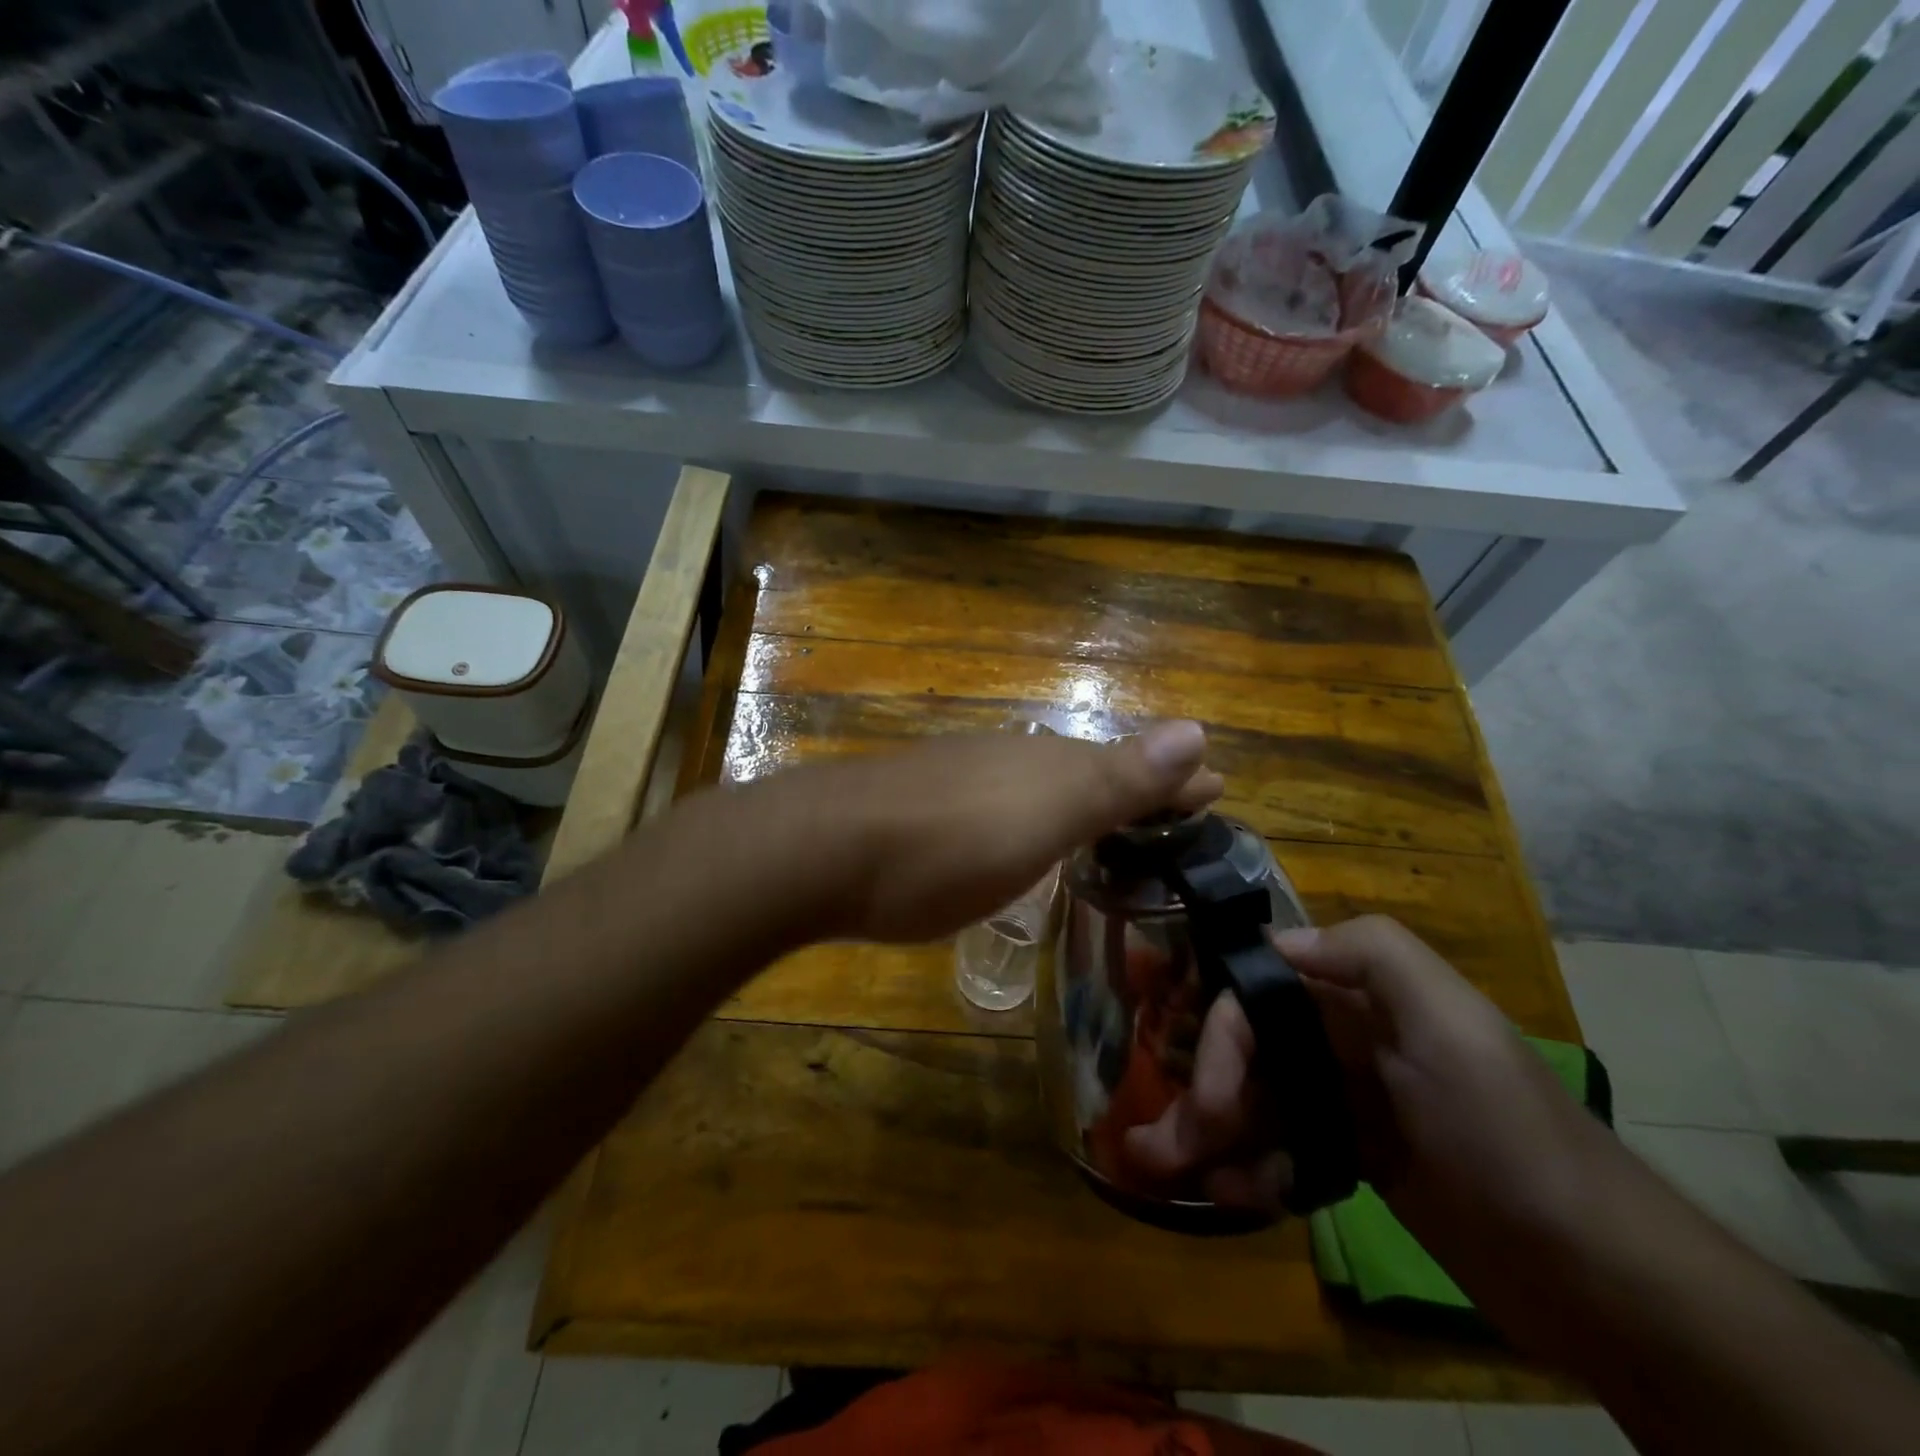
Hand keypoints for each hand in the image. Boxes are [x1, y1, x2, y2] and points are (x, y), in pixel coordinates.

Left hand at [807, 721, 1221, 942]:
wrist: (824, 849)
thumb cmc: (948, 846)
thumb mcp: (1044, 817)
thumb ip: (1116, 778)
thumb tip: (1199, 728)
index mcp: (1049, 765)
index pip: (1133, 767)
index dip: (1176, 783)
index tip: (1218, 791)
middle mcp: (1011, 761)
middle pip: (1090, 769)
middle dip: (1137, 787)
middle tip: (1175, 808)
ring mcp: (964, 779)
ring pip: (1043, 783)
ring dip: (1085, 799)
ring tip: (1113, 822)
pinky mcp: (927, 806)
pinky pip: (1002, 803)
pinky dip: (1034, 816)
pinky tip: (1024, 834)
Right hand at [1127, 916, 1596, 1227]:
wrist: (1596, 1273)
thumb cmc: (1505, 1133)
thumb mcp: (1452, 1025)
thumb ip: (1372, 955)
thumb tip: (1279, 940)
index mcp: (1359, 998)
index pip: (1258, 994)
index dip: (1217, 1035)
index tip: (1202, 1095)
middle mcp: (1344, 1039)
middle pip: (1246, 1051)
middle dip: (1201, 1093)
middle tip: (1161, 1150)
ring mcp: (1346, 1101)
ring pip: (1256, 1101)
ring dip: (1210, 1133)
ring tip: (1173, 1174)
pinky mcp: (1353, 1158)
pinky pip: (1281, 1150)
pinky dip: (1252, 1169)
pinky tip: (1236, 1197)